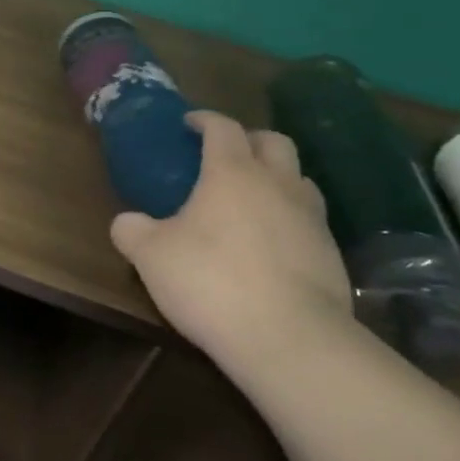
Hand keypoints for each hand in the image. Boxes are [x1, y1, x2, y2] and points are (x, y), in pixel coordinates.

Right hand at [110, 111, 352, 370]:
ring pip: (300, 179)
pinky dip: (290, 219)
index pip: (223, 127)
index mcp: (232, 173)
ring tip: (252, 199)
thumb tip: (126, 222)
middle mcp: (278, 184)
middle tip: (225, 155)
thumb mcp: (150, 256)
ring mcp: (312, 219)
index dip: (205, 120)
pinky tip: (270, 245)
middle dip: (249, 139)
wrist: (291, 340)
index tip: (188, 123)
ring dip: (277, 178)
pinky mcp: (332, 255)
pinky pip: (311, 221)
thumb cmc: (211, 281)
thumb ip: (132, 231)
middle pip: (274, 141)